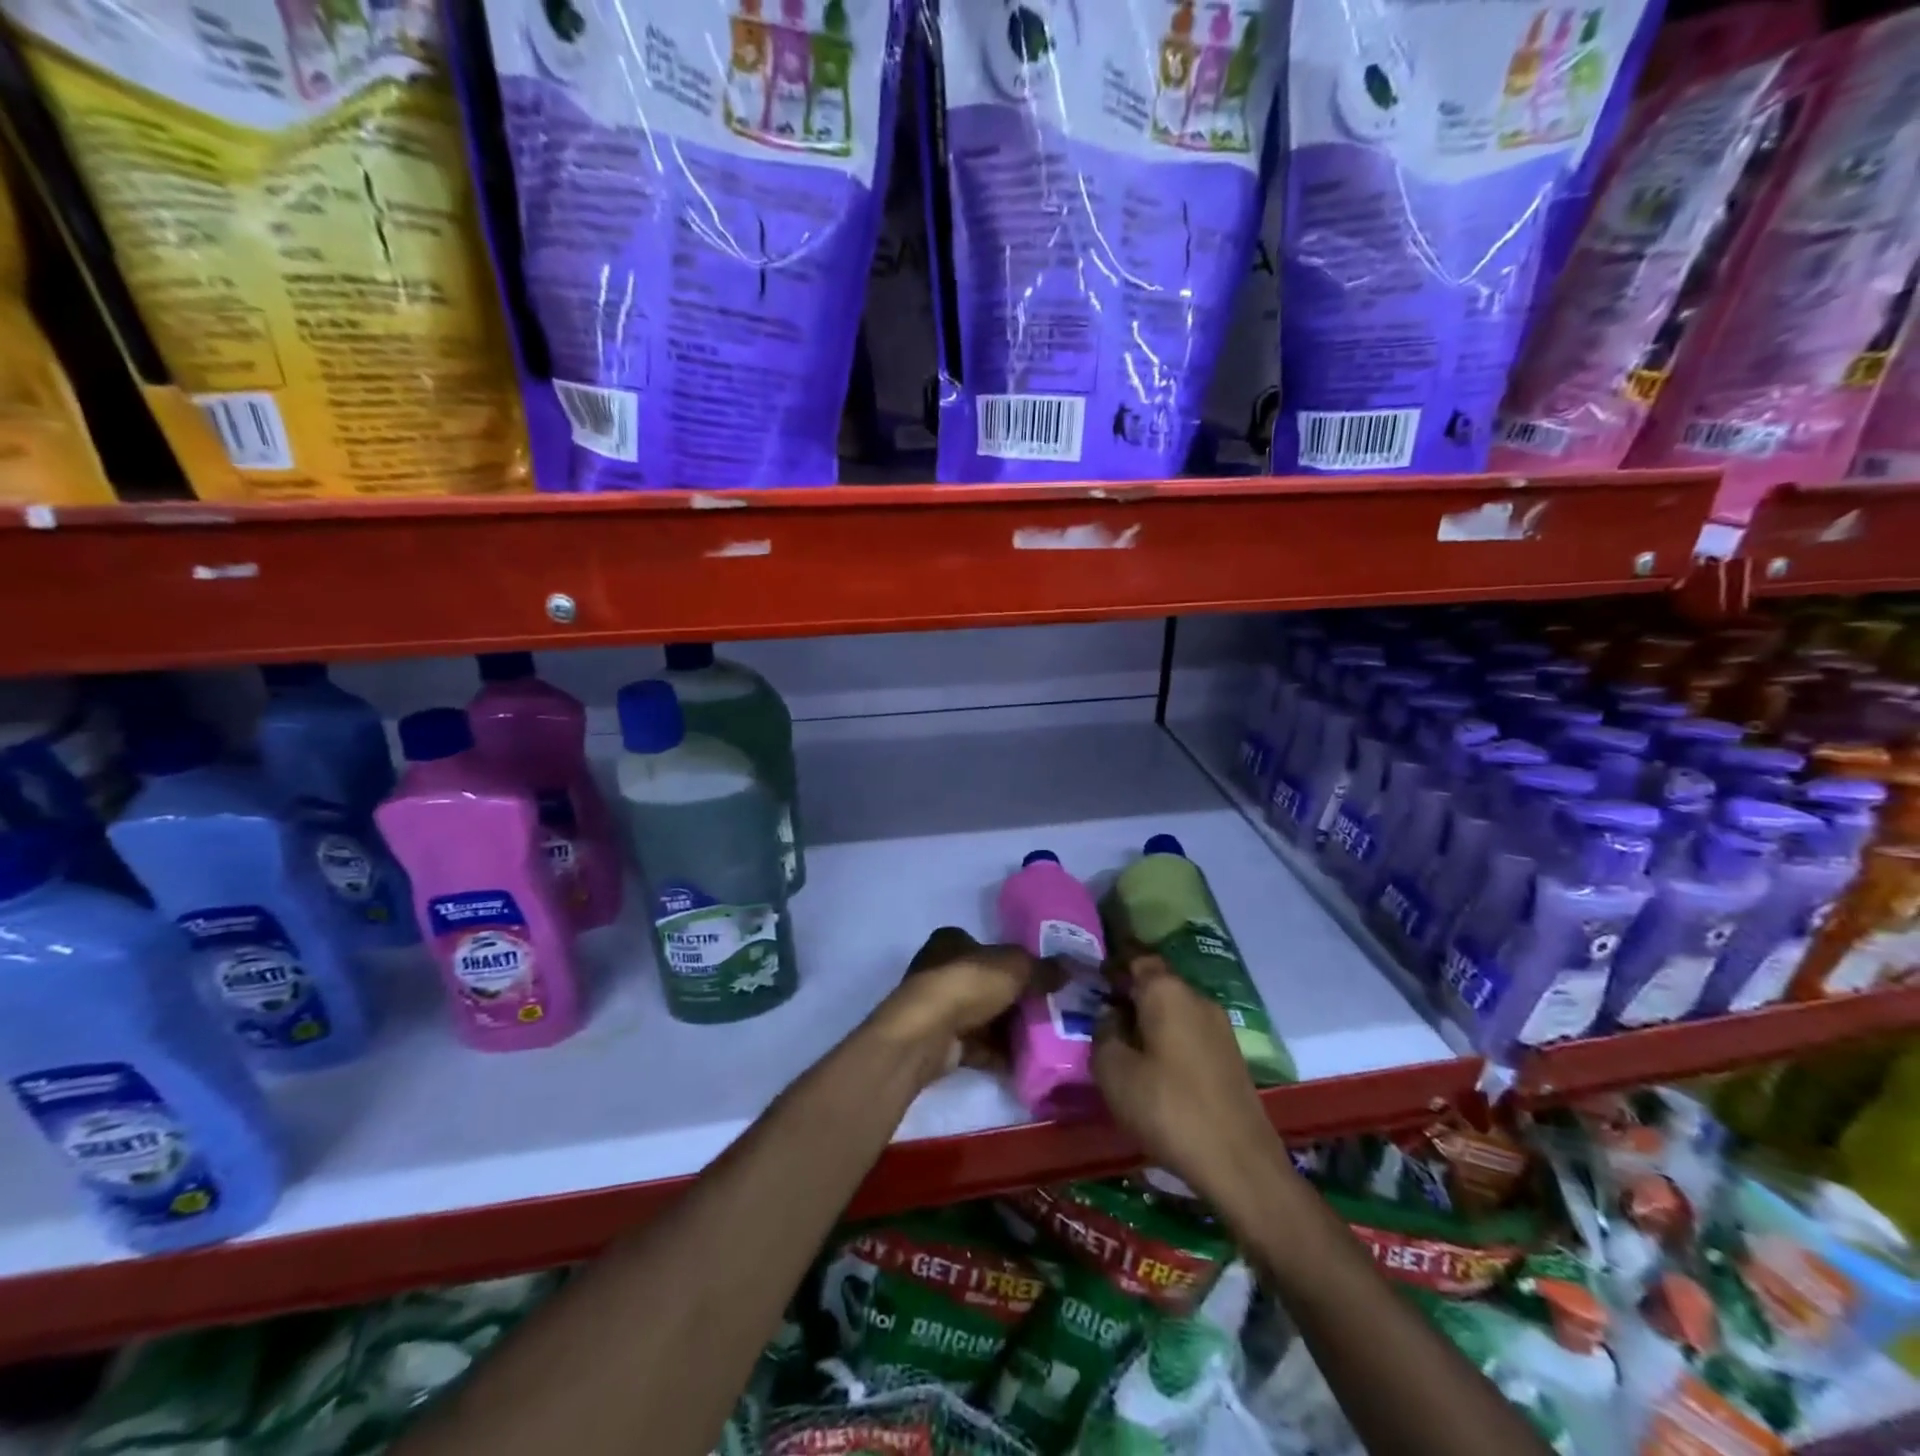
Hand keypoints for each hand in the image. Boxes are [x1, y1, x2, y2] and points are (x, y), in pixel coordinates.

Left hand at [869, 927, 1046, 1077]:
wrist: (927, 1033)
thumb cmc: (968, 984)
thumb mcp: (1015, 967)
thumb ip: (1042, 968)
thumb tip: (1070, 969)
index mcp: (952, 941)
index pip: (988, 947)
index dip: (1014, 961)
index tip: (1042, 977)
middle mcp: (941, 970)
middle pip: (988, 984)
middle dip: (1015, 999)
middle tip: (1050, 1011)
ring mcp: (940, 1008)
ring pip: (984, 1017)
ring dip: (1009, 1029)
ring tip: (1046, 1039)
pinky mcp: (942, 1042)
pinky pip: (978, 1046)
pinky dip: (999, 1054)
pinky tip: (1026, 1062)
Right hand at [1092, 948, 1281, 1209]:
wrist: (1239, 1163)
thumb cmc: (1168, 1108)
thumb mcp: (1113, 1071)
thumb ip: (1103, 1032)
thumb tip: (1110, 1015)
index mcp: (1166, 991)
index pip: (1136, 957)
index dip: (1112, 963)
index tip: (1091, 977)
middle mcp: (1196, 998)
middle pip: (1156, 982)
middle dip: (1129, 992)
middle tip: (1100, 1013)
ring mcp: (1219, 1027)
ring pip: (1174, 1009)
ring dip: (1148, 1018)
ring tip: (1122, 1043)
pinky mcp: (1230, 1056)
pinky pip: (1189, 1032)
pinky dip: (1167, 1039)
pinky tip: (1152, 1067)